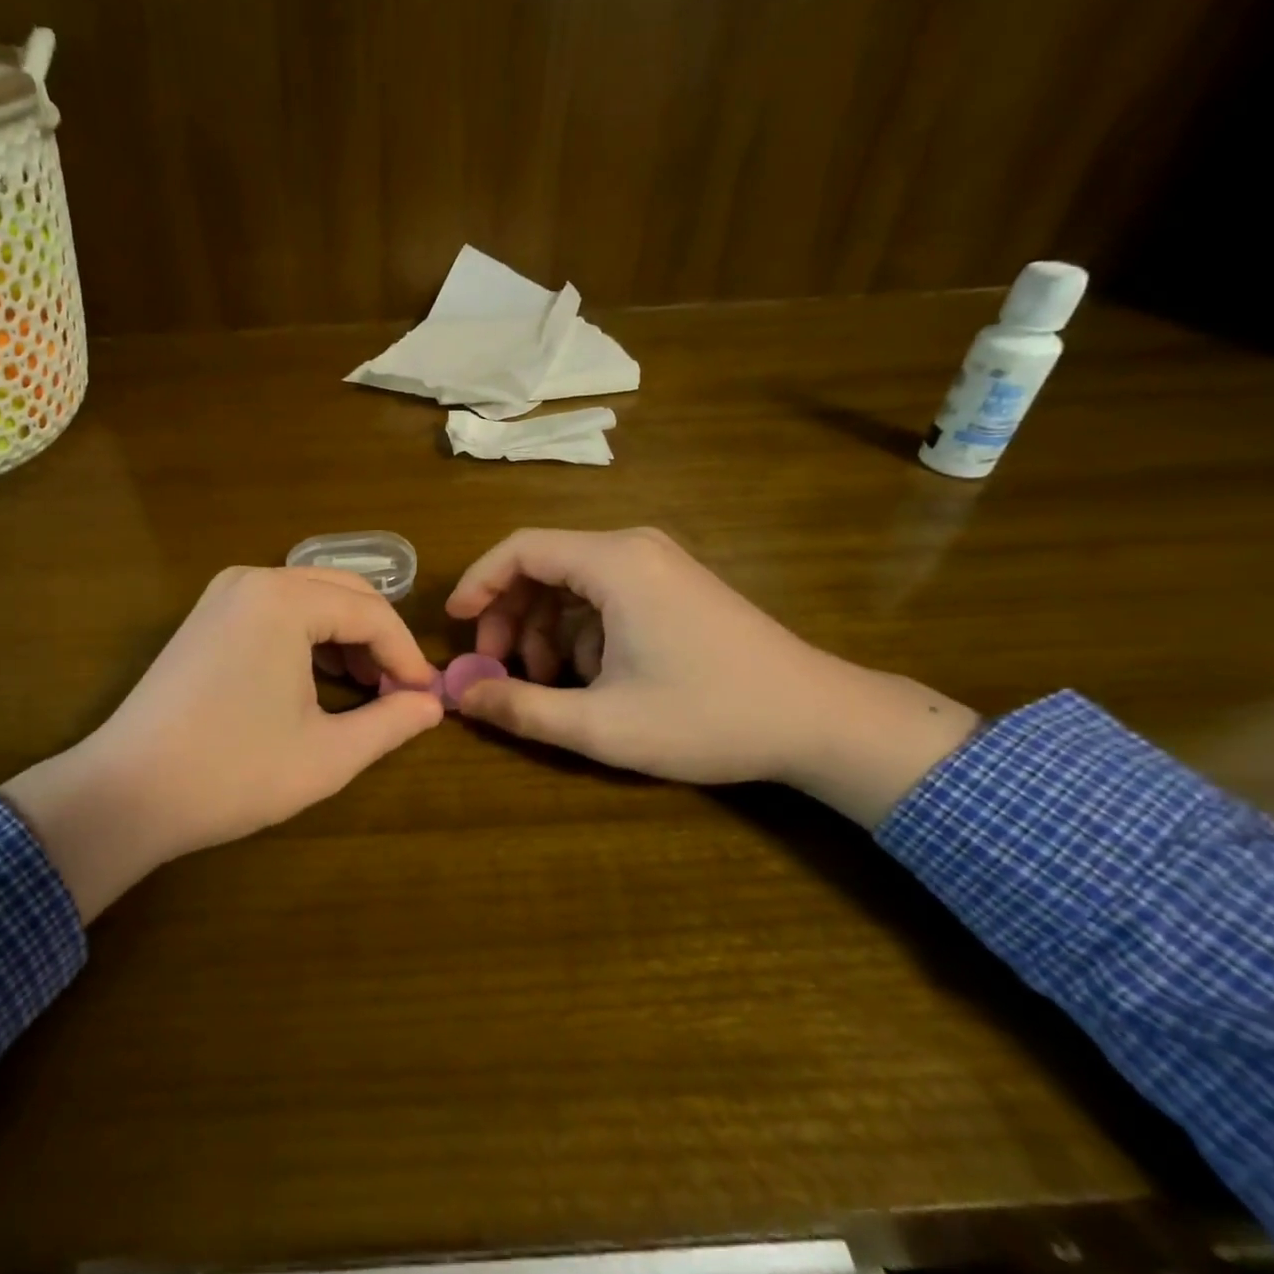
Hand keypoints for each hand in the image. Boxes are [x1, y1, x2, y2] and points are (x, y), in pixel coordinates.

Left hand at [0, 567, 441, 919]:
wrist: (126, 792)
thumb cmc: (233, 772)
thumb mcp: (327, 754)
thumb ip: (390, 723)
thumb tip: (432, 704)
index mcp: (284, 599)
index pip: (371, 613)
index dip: (407, 655)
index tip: (426, 698)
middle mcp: (253, 579)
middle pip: (343, 593)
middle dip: (379, 640)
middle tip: (400, 692)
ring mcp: (223, 595)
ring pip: (310, 599)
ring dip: (345, 638)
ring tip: (364, 690)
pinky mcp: (207, 617)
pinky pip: (277, 611)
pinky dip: (308, 638)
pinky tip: (318, 681)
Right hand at [446, 528, 978, 825]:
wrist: (820, 720)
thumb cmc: (707, 717)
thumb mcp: (602, 725)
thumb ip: (521, 710)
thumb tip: (460, 698)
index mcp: (613, 563)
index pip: (519, 550)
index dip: (476, 584)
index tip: (453, 626)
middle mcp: (633, 548)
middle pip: (542, 565)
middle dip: (509, 617)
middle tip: (498, 669)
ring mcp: (659, 565)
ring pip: (571, 584)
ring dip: (544, 630)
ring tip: (547, 684)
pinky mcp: (674, 587)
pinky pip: (603, 596)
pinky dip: (579, 632)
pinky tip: (590, 678)